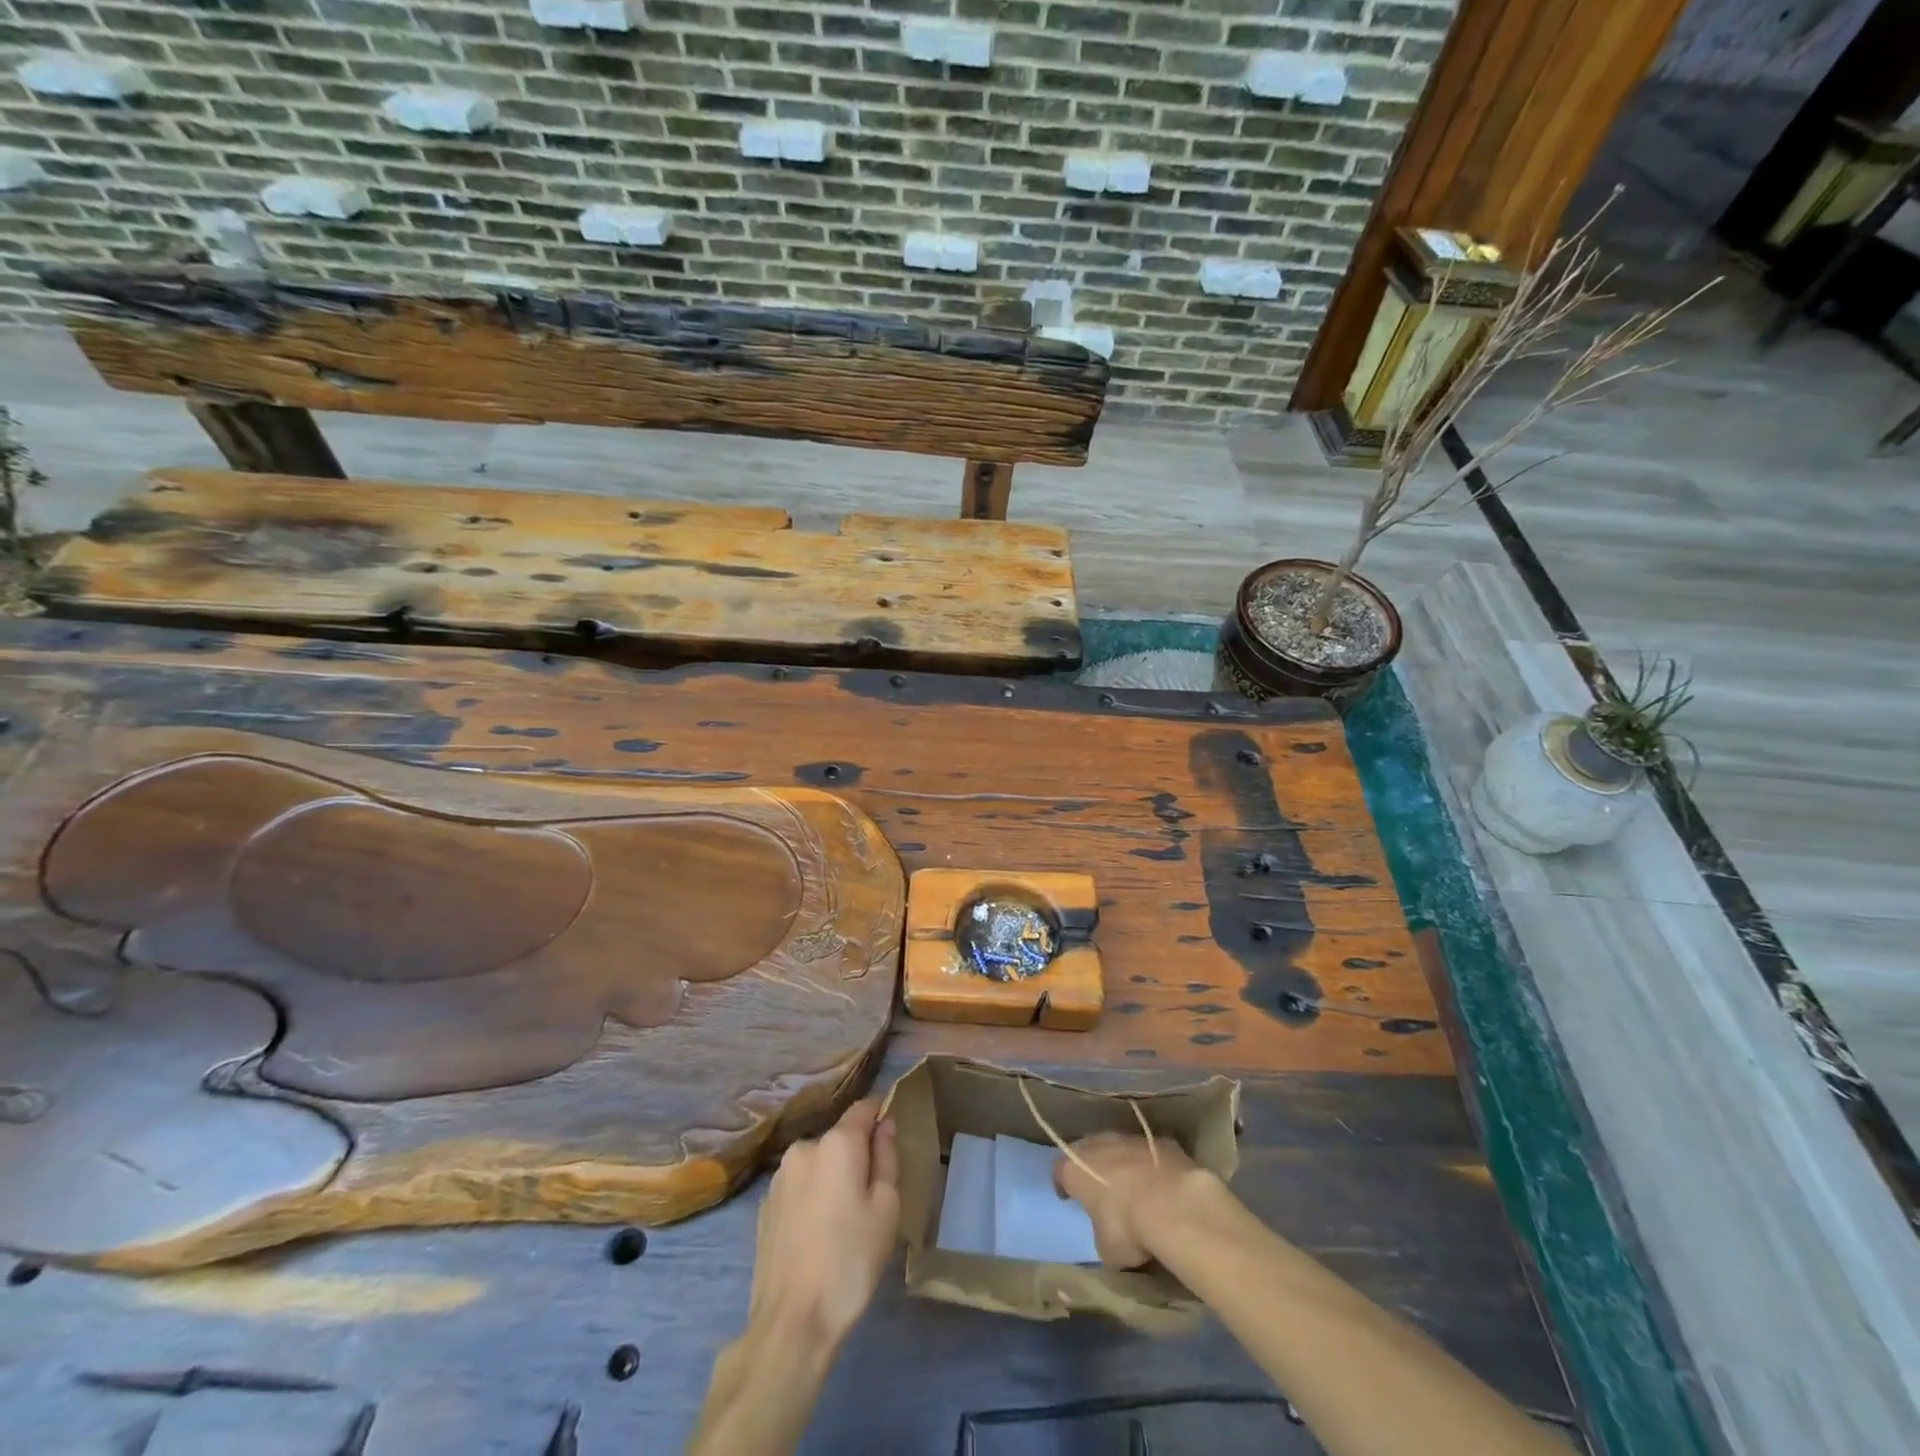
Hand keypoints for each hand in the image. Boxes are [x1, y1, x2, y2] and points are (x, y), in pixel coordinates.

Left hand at [746, 1098, 899, 1350]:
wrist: (792, 1323)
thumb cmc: (851, 1260)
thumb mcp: (886, 1208)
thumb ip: (887, 1157)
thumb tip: (884, 1125)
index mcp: (836, 1143)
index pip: (863, 1108)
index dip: (880, 1113)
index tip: (892, 1133)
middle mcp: (804, 1148)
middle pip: (839, 1139)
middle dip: (857, 1156)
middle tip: (872, 1196)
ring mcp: (779, 1177)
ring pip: (817, 1164)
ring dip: (832, 1178)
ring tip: (843, 1221)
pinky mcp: (764, 1207)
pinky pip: (799, 1188)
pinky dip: (812, 1198)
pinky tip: (818, 1235)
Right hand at [1053, 1131, 1208, 1269]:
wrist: (1173, 1203)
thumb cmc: (1128, 1227)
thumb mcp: (1105, 1247)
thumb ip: (1101, 1231)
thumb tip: (1108, 1231)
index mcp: (1075, 1168)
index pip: (1059, 1171)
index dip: (1063, 1184)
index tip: (1068, 1197)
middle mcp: (1098, 1145)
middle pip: (1087, 1149)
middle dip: (1091, 1166)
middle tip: (1098, 1186)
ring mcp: (1129, 1139)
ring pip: (1118, 1146)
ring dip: (1121, 1162)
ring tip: (1131, 1184)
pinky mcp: (1159, 1140)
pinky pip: (1147, 1151)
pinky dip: (1149, 1163)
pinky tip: (1159, 1182)